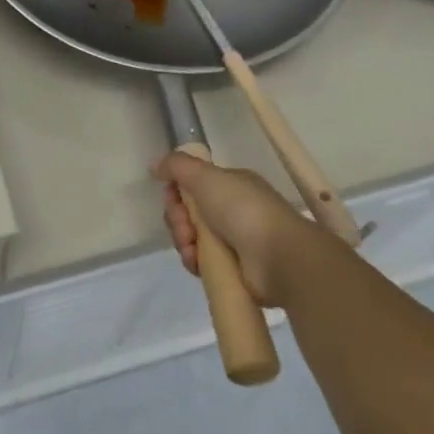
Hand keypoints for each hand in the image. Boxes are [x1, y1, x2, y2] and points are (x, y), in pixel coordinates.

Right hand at [152, 152, 316, 305]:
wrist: (279, 258)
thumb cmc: (243, 210)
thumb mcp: (206, 177)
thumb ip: (177, 166)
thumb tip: (155, 165)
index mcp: (230, 186)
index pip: (192, 185)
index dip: (176, 191)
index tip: (172, 197)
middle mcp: (231, 210)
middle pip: (188, 212)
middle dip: (178, 218)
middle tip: (185, 226)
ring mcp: (232, 241)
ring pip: (191, 237)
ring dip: (183, 240)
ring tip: (191, 246)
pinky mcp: (231, 268)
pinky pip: (200, 261)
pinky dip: (193, 260)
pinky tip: (196, 261)